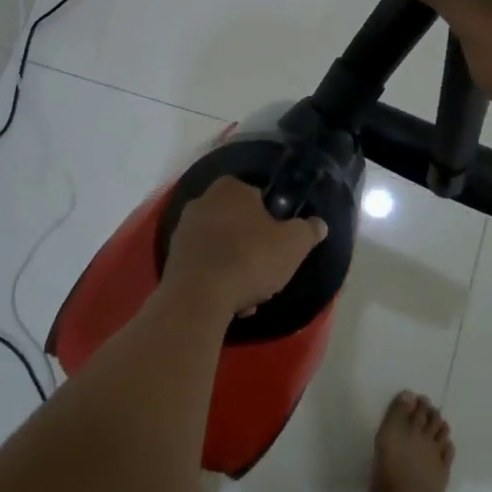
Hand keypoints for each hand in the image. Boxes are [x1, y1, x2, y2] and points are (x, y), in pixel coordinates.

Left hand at [161, 177, 327, 316]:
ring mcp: (183, 230)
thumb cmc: (250, 259)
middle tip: (267, 270)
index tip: (280, 243)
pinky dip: (218, 280)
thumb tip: (318, 224)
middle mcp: (202, 201)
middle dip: (253, 246)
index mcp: (231, 188)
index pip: (256, 195)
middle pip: (238, 222)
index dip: (272, 219)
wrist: (198, 296)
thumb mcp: (294, 244)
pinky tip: (231, 303)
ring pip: (221, 247)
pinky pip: (204, 265)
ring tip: (250, 296)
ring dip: (236, 267)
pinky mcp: (173, 258)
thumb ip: (308, 230)